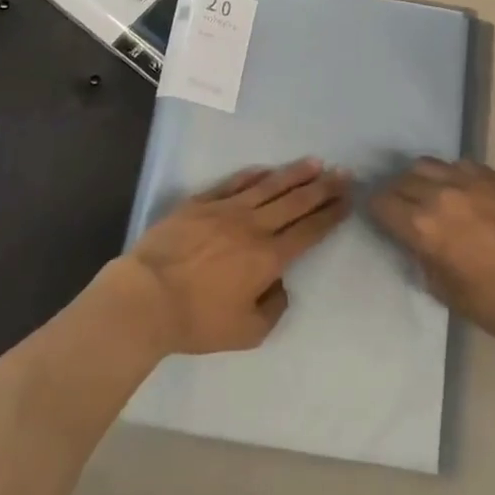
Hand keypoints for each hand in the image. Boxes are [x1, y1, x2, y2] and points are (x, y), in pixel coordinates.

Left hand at [120, 159, 349, 355]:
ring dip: (294, 174)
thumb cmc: (197, 320)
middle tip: (343, 173)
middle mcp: (254, 226)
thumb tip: (280, 285)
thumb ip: (273, 308)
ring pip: (269, 186)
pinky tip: (266, 169)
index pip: (309, 231)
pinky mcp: (201, 202)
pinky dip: (253, 175)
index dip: (331, 214)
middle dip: (323, 187)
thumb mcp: (246, 332)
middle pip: (296, 202)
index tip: (348, 199)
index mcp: (269, 257)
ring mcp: (226, 209)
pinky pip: (234, 183)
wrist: (146, 297)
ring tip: (315, 162)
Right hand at [367, 158, 494, 348]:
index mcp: (421, 226)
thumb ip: (419, 255)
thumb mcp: (440, 288)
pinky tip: (460, 189)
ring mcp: (468, 181)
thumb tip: (411, 239)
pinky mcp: (493, 178)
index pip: (381, 202)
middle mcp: (439, 195)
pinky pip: (461, 164)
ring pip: (428, 164)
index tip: (377, 215)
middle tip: (401, 205)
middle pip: (402, 179)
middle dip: (396, 192)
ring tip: (428, 191)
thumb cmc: (490, 302)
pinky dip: (453, 174)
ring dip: (421, 177)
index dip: (374, 208)